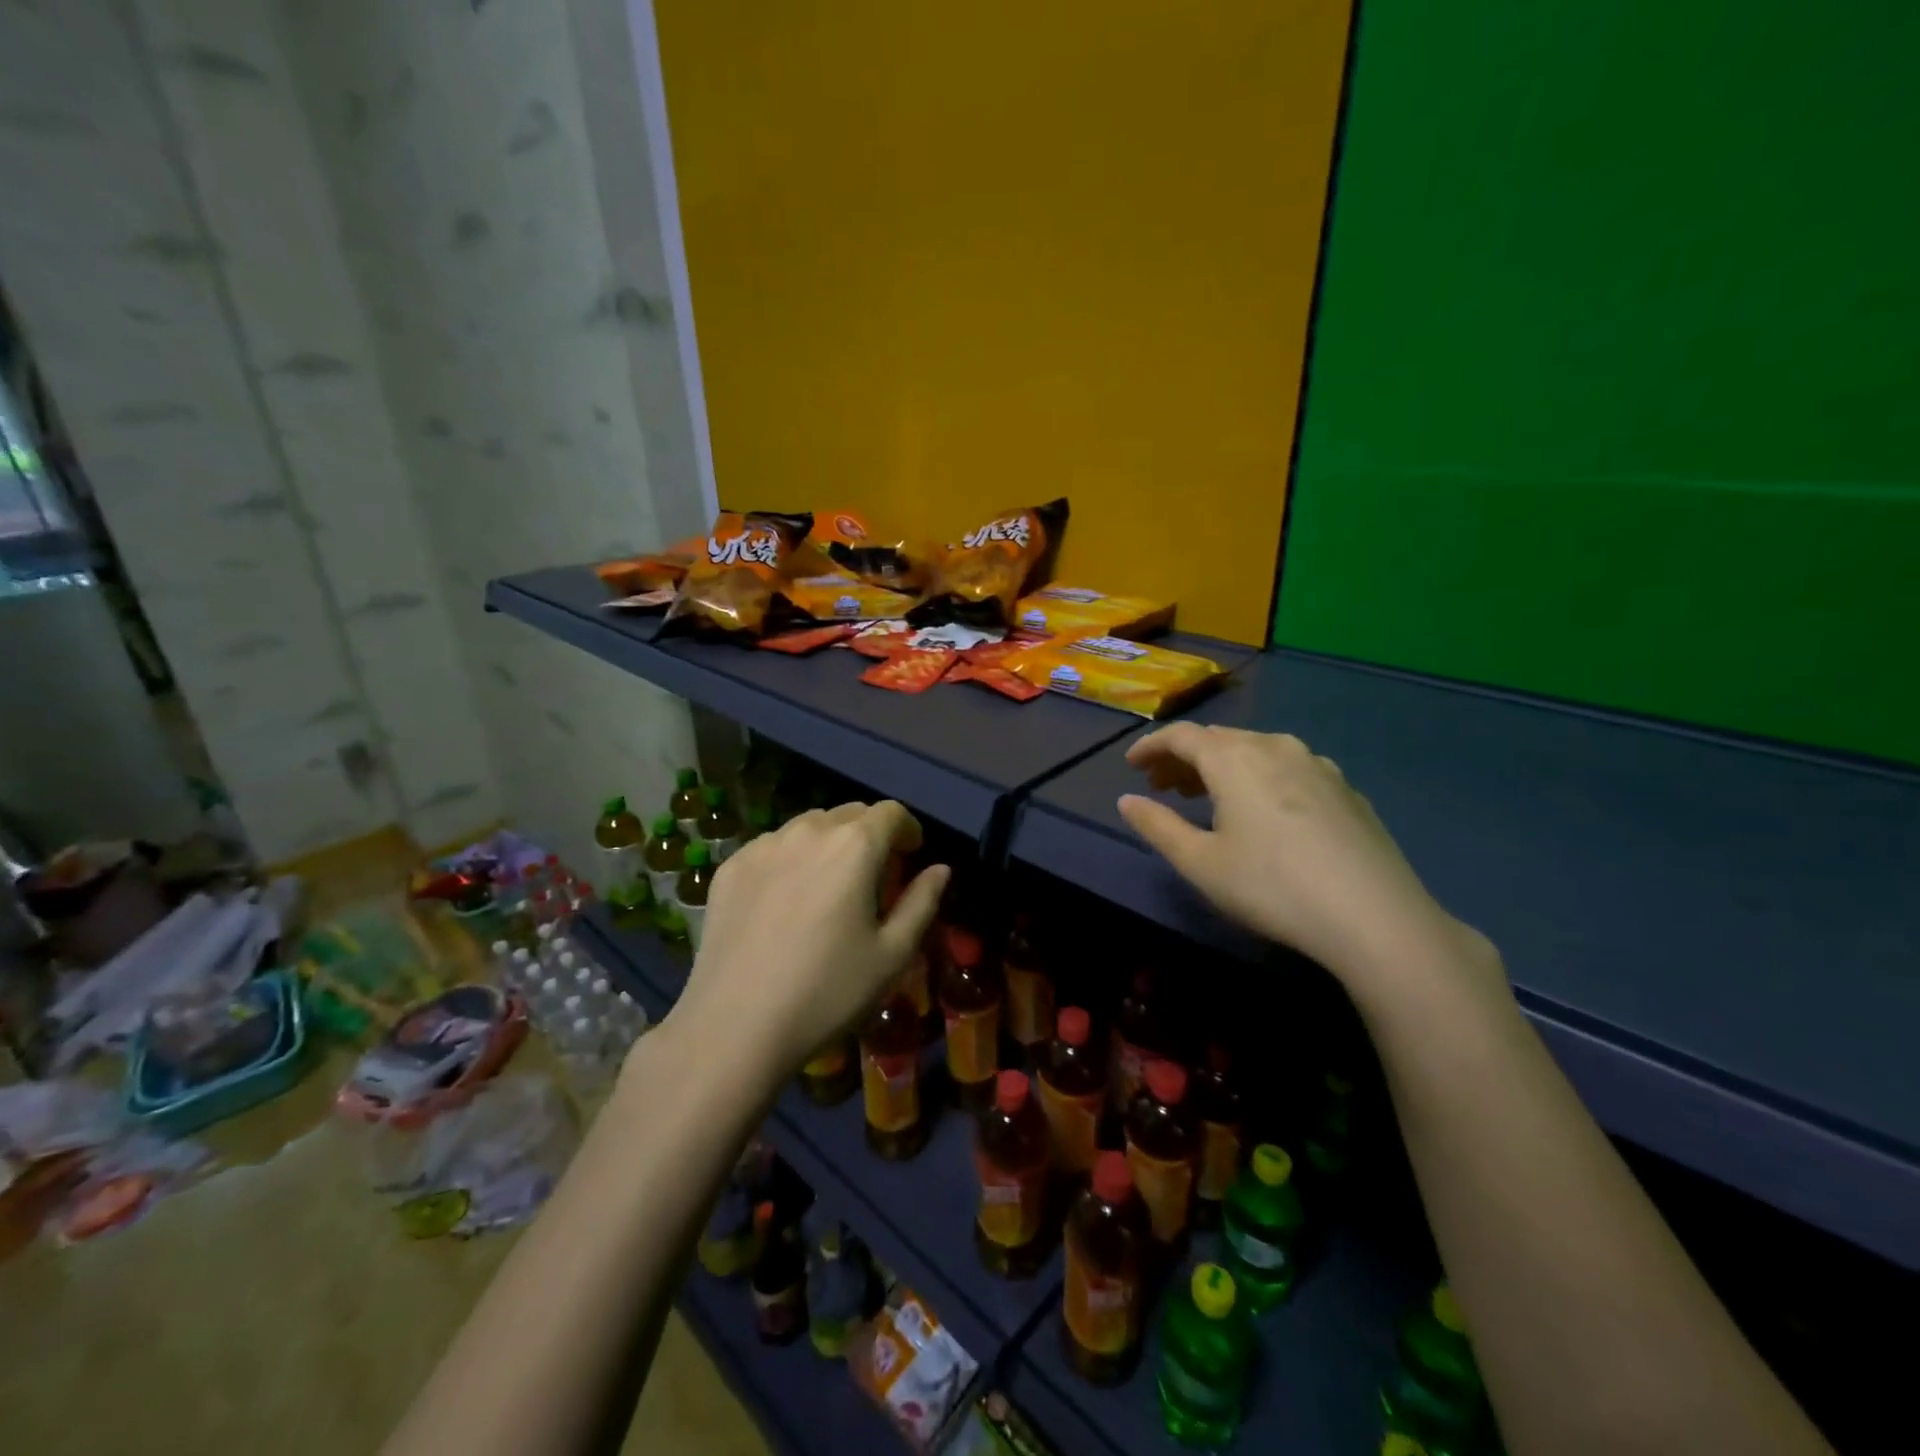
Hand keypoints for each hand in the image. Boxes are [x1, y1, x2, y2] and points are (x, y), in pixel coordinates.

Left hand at [668, 802, 948, 1082]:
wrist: (735, 1027)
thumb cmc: (828, 992)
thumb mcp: (892, 954)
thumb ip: (922, 902)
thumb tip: (940, 869)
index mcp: (855, 846)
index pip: (891, 812)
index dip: (907, 829)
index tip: (911, 856)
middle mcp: (808, 831)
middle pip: (850, 813)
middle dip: (870, 834)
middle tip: (873, 875)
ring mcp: (763, 846)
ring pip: (808, 826)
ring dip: (829, 842)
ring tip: (828, 885)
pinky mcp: (730, 867)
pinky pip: (772, 846)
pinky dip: (790, 858)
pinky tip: (785, 901)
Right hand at [1117, 724, 1470, 981]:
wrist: (1375, 917)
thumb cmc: (1272, 887)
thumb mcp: (1200, 863)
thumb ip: (1157, 826)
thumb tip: (1127, 801)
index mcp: (1234, 759)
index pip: (1182, 736)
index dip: (1151, 746)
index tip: (1132, 765)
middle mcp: (1275, 747)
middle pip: (1219, 740)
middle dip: (1184, 758)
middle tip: (1162, 786)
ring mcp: (1317, 765)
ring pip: (1255, 750)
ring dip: (1222, 767)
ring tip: (1206, 797)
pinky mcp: (1345, 788)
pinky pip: (1288, 768)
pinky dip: (1259, 778)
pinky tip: (1263, 812)